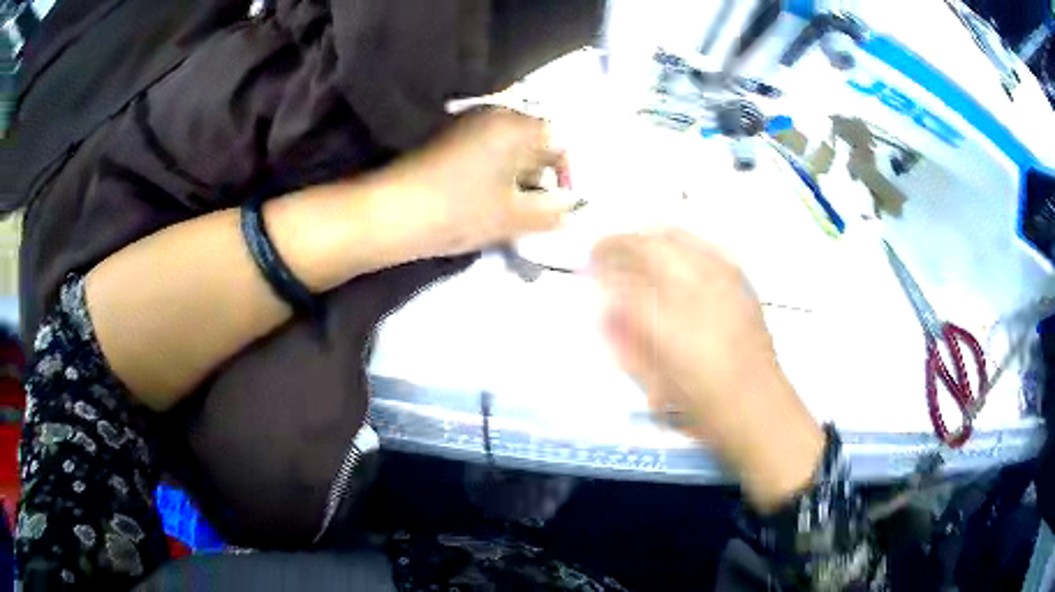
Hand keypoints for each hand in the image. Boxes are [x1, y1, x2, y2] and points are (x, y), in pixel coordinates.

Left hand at [385, 109, 573, 257]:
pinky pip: (488, 151)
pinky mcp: (450, 139)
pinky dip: (497, 173)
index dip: (567, 173)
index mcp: (516, 125)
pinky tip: (491, 199)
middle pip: (535, 140)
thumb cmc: (459, 211)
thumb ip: (553, 212)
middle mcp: (495, 114)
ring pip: (511, 148)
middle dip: (543, 175)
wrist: (391, 213)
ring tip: (515, 208)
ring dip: (520, 176)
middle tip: (539, 209)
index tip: (561, 204)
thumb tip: (572, 207)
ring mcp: (469, 124)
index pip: (560, 139)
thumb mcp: (514, 217)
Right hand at [591, 229, 825, 510]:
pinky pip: (704, 244)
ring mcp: (721, 281)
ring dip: (647, 236)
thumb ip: (626, 344)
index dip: (600, 268)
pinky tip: (675, 246)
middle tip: (604, 249)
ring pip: (676, 237)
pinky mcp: (739, 281)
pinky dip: (681, 240)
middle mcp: (694, 292)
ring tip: (634, 242)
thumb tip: (606, 311)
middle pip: (647, 246)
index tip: (589, 264)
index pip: (621, 280)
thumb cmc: (705, 408)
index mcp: (666, 324)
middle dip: (619, 242)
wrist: (759, 407)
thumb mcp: (653, 385)